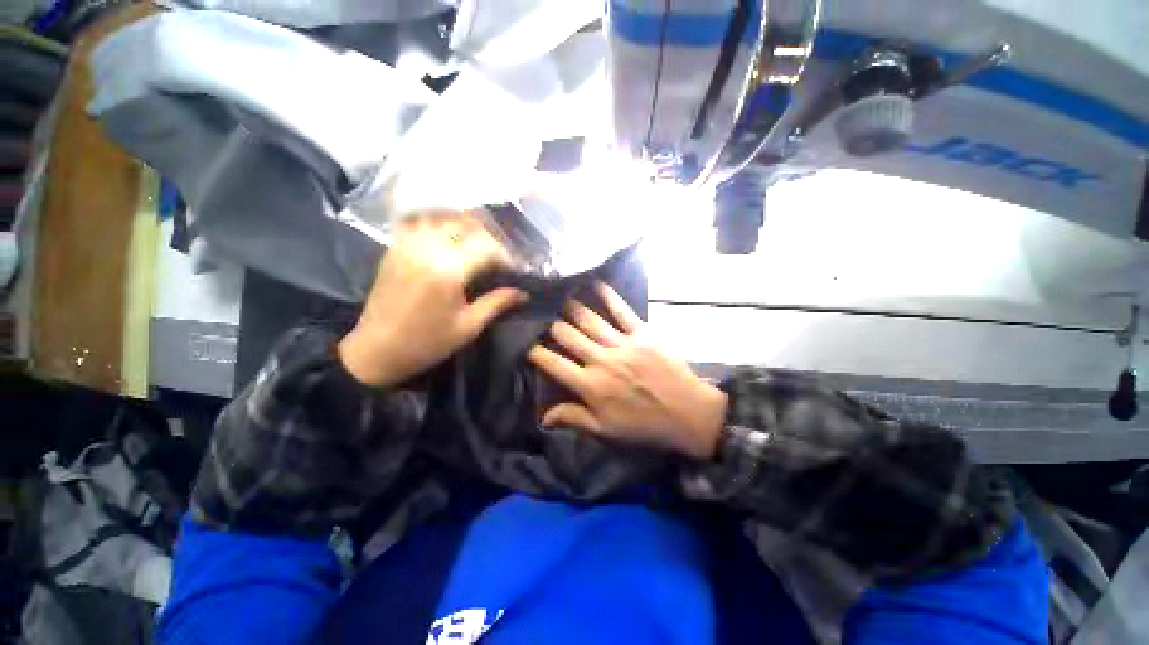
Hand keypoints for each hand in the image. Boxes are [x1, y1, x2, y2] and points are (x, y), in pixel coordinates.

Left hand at [339, 210, 526, 386]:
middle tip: (497, 255)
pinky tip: (448, 238)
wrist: (376, 350)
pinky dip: (439, 224)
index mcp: (448, 271)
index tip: (513, 269)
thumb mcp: (468, 326)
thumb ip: (497, 303)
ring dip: (464, 225)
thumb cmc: (427, 343)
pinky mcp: (394, 248)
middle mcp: (427, 249)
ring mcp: (407, 245)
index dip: (504, 255)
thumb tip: (523, 293)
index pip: (486, 247)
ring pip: (441, 218)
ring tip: (477, 242)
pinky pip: (419, 223)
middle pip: (465, 225)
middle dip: (487, 236)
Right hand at [527, 282, 727, 458]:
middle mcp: (601, 360)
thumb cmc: (643, 425)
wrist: (688, 414)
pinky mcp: (642, 333)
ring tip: (560, 296)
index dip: (535, 352)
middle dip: (551, 325)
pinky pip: (621, 310)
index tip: (526, 345)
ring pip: (588, 319)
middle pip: (567, 334)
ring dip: (571, 307)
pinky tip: (595, 283)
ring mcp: (622, 343)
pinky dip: (608, 295)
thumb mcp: (606, 430)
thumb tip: (543, 416)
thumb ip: (573, 418)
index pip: (552, 363)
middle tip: (543, 318)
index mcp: (590, 385)